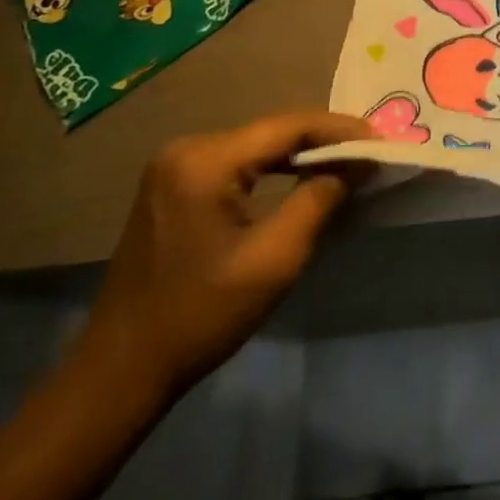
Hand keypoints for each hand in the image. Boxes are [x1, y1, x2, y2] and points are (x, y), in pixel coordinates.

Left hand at [73, 112, 375, 398]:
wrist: (118, 373)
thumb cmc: (200, 316)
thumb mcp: (274, 260)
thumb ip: (318, 200)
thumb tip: (356, 164)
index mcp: (205, 160)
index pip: (288, 126)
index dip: (340, 130)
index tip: (381, 142)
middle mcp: (187, 148)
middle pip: (271, 132)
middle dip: (323, 140)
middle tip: (369, 152)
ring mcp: (174, 166)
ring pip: (255, 146)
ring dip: (299, 154)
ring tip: (346, 163)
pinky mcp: (171, 186)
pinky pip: (236, 164)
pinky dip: (272, 170)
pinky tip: (299, 179)